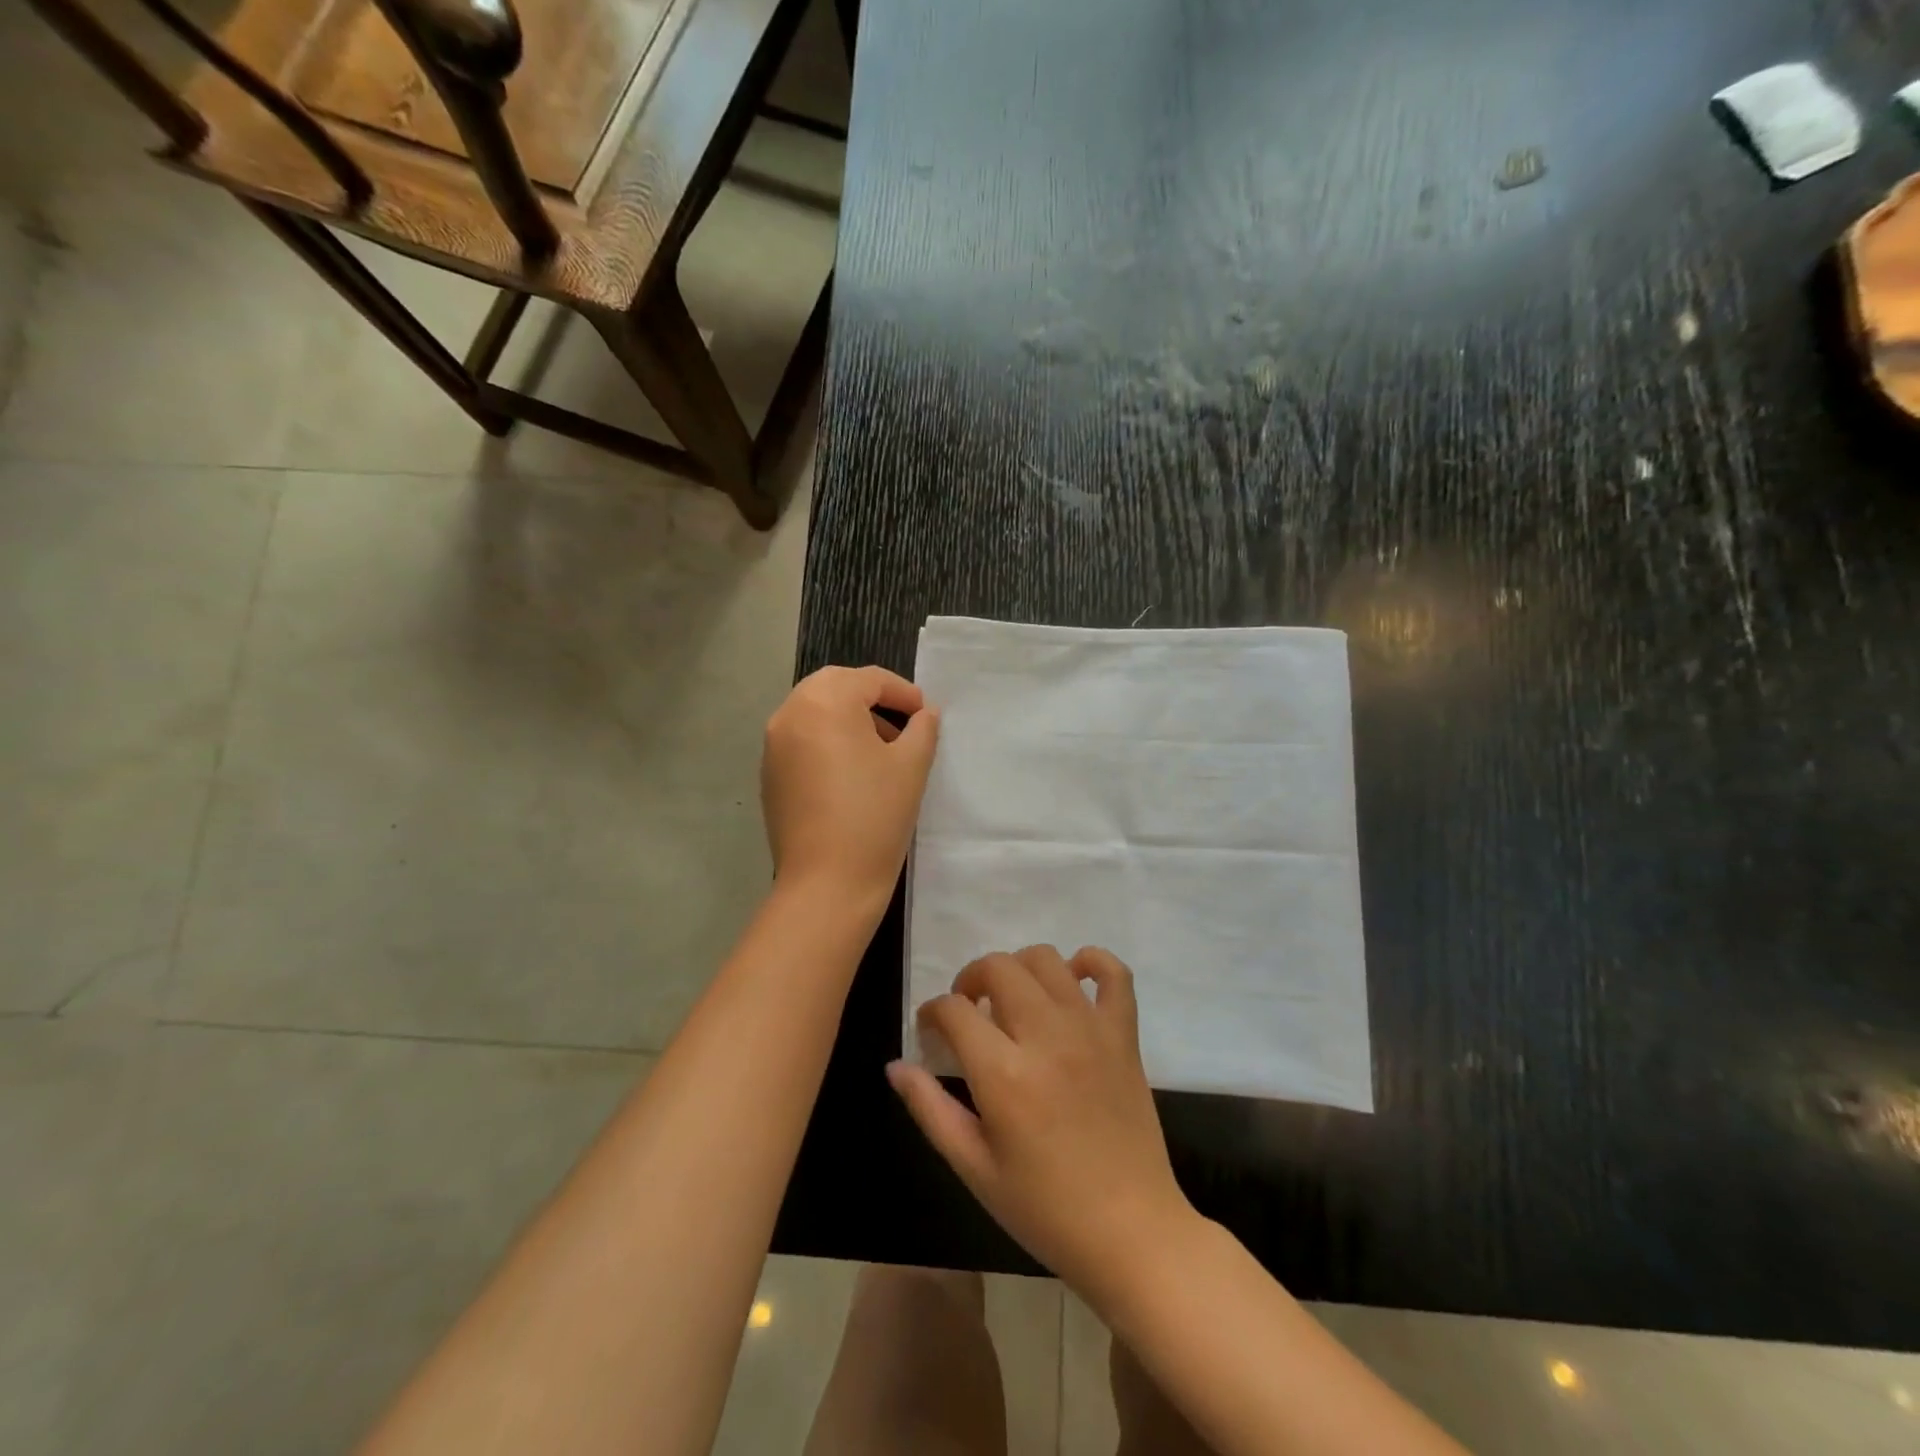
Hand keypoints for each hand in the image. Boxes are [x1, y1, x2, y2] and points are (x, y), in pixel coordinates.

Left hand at [761, 665, 939, 909]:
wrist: (827, 883)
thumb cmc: (875, 815)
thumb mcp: (911, 766)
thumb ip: (922, 729)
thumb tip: (924, 714)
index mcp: (824, 702)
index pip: (869, 679)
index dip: (903, 692)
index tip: (926, 714)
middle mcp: (790, 714)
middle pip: (834, 687)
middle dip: (870, 698)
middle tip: (902, 721)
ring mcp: (773, 746)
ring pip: (814, 712)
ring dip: (847, 718)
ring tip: (881, 749)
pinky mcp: (769, 775)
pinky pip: (801, 740)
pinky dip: (827, 741)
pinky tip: (851, 773)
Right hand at [888, 946, 1194, 1302]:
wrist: (1131, 1233)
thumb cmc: (1044, 1209)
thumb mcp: (974, 1169)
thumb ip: (930, 1110)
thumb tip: (896, 1066)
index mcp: (1004, 1074)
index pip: (954, 1009)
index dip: (933, 1012)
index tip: (931, 1030)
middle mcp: (1046, 1036)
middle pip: (998, 967)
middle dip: (971, 979)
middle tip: (969, 1011)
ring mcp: (1090, 1030)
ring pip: (1046, 959)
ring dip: (1019, 968)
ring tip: (1012, 1000)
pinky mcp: (1124, 1035)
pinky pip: (1114, 974)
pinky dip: (1091, 962)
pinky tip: (1073, 979)